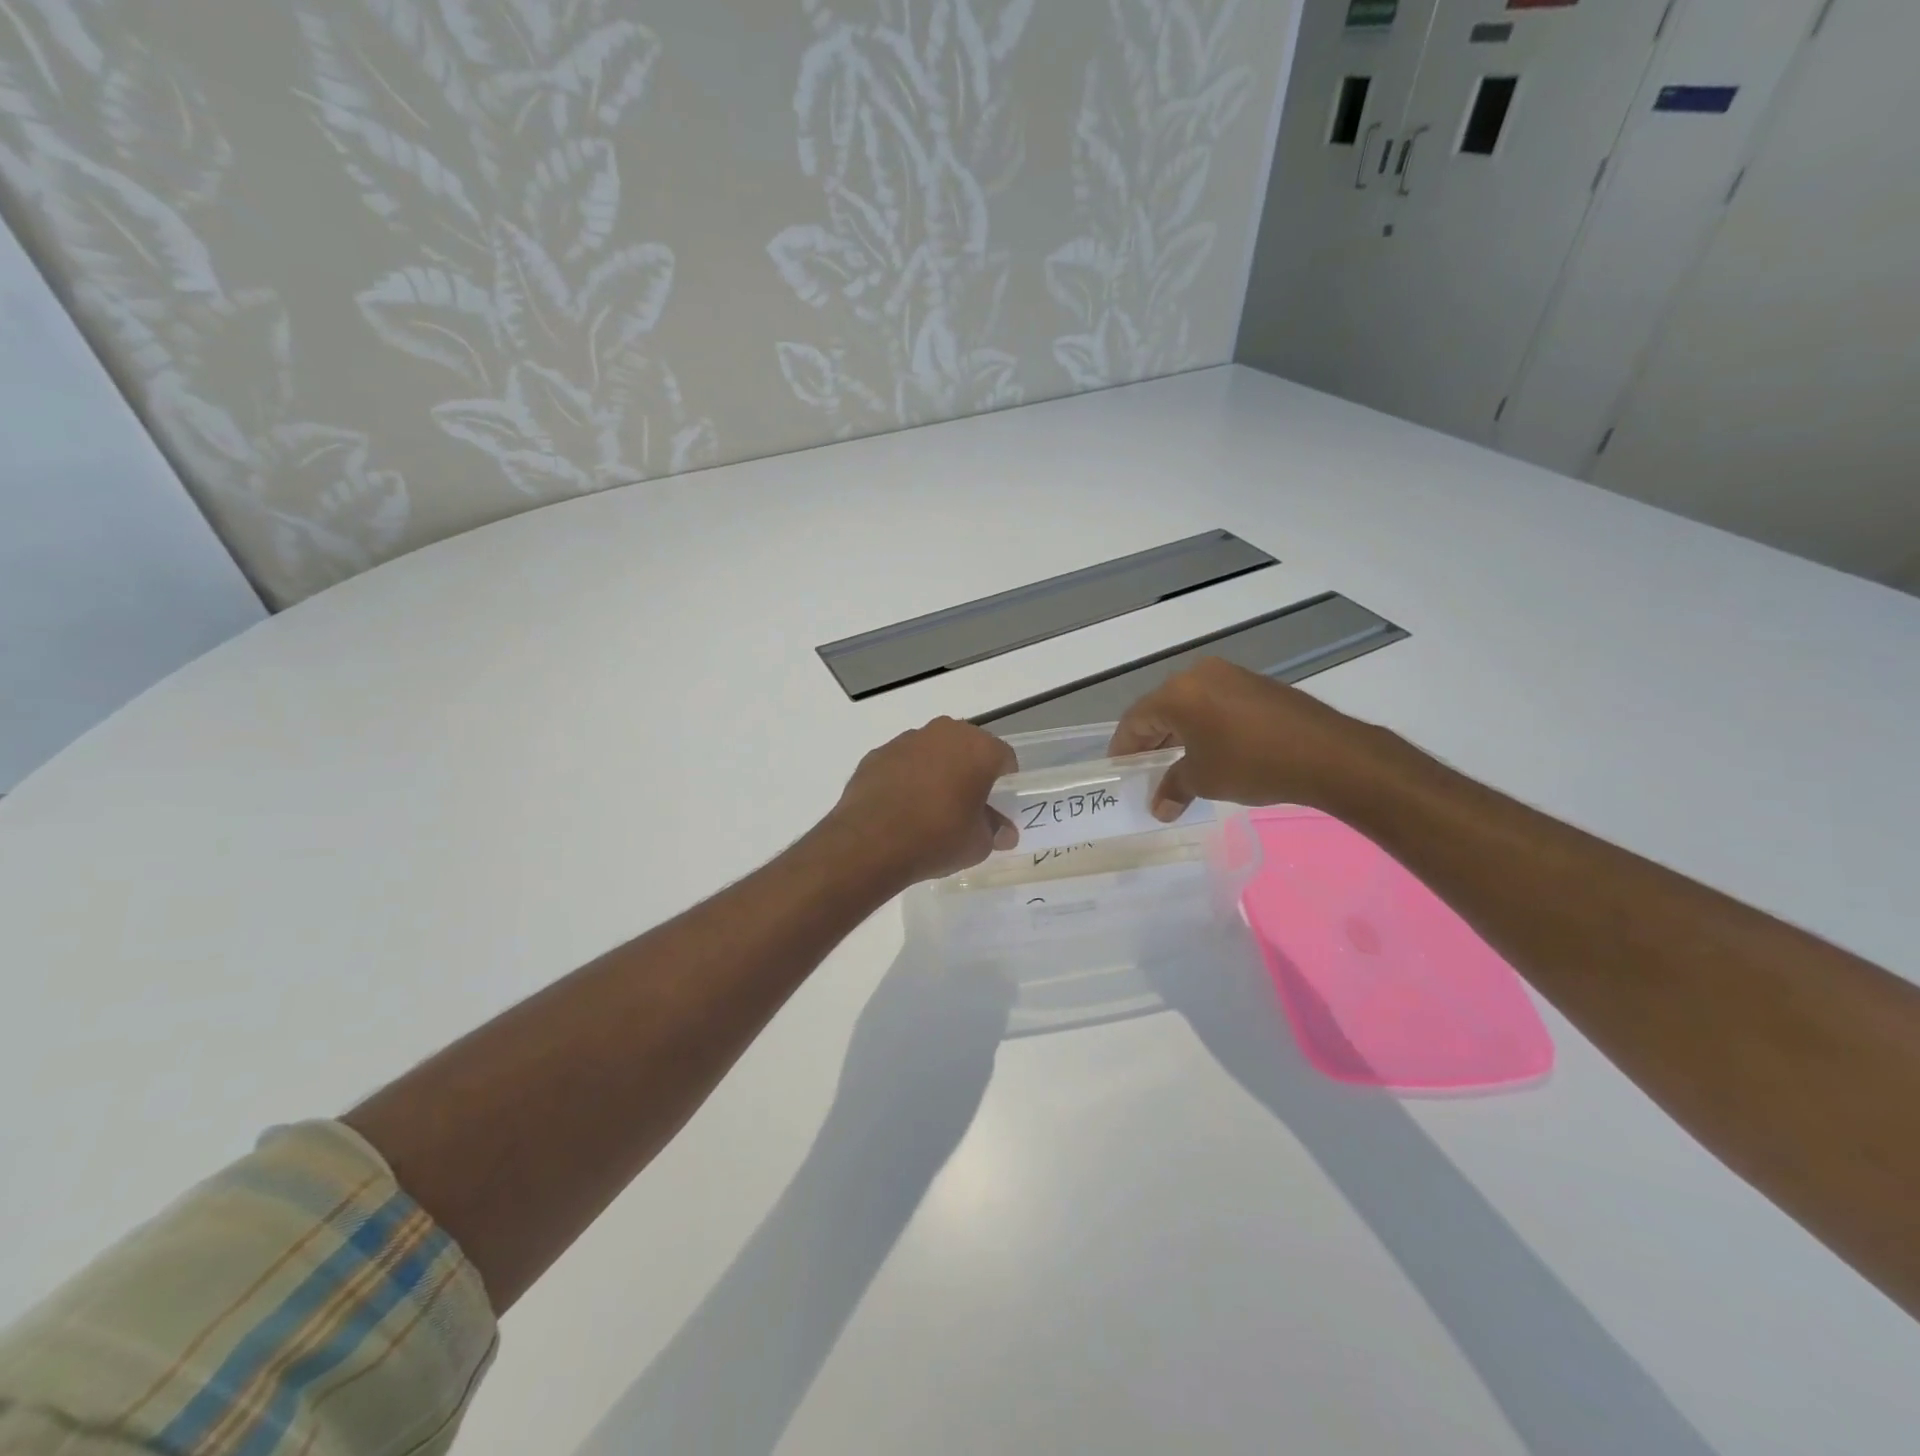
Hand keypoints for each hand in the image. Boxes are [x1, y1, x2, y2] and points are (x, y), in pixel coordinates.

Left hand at [826, 718, 1018, 884]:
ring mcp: (906, 740)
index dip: (1005, 781)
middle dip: (970, 770)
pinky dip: (906, 778)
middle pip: (967, 748)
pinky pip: (902, 763)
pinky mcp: (876, 754)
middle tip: (967, 803)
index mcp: (978, 748)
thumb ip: (995, 830)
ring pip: (932, 751)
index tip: (998, 804)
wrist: (870, 843)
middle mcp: (944, 733)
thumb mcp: (978, 844)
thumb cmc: (937, 838)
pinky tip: (901, 807)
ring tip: (930, 807)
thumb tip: (1004, 832)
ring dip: (936, 770)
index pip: (1004, 758)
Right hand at [1107, 659, 1384, 819]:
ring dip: (1179, 734)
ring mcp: (1231, 676)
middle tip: (1145, 770)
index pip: (1135, 720)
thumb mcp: (1204, 780)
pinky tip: (1212, 751)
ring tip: (1177, 764)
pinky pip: (1216, 704)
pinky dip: (1205, 726)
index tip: (1119, 770)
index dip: (1123, 747)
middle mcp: (1199, 675)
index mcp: (1177, 694)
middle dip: (1151, 741)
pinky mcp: (1257, 685)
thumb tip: (1159, 808)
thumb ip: (1174, 788)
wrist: (1326, 753)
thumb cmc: (1250, 763)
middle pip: (1161, 709)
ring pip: (1190, 706)